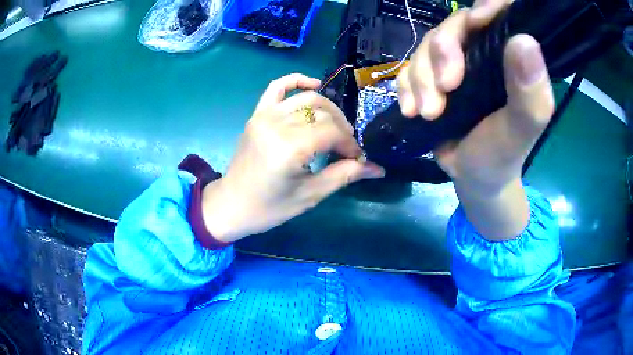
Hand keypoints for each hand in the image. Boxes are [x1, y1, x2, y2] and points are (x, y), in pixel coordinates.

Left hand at [202, 74, 384, 241]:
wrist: (231, 205)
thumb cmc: (270, 207)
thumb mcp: (310, 195)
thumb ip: (344, 175)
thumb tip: (377, 169)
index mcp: (289, 147)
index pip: (332, 132)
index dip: (350, 144)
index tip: (357, 159)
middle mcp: (276, 124)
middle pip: (323, 114)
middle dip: (342, 130)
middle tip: (347, 149)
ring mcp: (264, 116)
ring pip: (307, 99)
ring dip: (328, 110)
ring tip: (336, 127)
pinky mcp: (256, 114)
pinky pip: (277, 87)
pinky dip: (296, 81)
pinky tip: (314, 85)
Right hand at [397, 0, 554, 238]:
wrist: (474, 178)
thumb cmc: (503, 154)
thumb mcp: (521, 128)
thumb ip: (530, 92)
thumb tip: (524, 40)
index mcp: (511, 57)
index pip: (501, 11)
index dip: (486, 6)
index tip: (475, 23)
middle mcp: (484, 51)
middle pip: (454, 25)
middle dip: (442, 54)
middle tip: (444, 90)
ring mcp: (457, 62)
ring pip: (428, 45)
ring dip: (421, 78)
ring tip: (428, 113)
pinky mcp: (433, 76)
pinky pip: (410, 66)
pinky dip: (406, 86)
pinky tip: (411, 110)